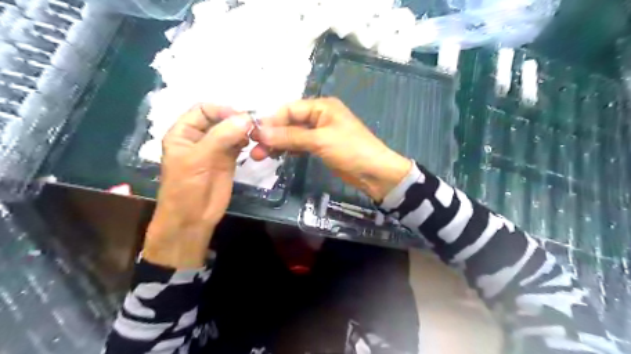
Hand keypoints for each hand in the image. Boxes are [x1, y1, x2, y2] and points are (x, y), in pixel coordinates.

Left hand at [143, 104, 251, 268]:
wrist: (193, 218)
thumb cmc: (186, 188)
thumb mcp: (199, 159)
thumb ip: (222, 137)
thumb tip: (247, 118)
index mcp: (183, 132)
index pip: (203, 109)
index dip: (221, 109)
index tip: (241, 115)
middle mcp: (200, 137)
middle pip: (220, 118)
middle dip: (236, 118)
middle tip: (254, 124)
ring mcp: (215, 148)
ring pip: (231, 130)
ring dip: (244, 129)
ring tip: (256, 133)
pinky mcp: (228, 159)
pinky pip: (239, 143)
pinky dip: (247, 140)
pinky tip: (253, 142)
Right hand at [251, 96, 414, 201]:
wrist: (374, 173)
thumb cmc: (350, 150)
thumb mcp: (320, 140)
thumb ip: (290, 136)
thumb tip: (260, 132)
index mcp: (321, 106)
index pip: (289, 109)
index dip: (271, 121)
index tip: (253, 135)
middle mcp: (319, 116)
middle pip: (289, 122)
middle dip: (272, 134)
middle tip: (255, 150)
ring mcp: (320, 132)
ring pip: (293, 134)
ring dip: (278, 144)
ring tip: (261, 157)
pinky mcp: (321, 147)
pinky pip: (300, 145)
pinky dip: (289, 150)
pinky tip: (277, 157)